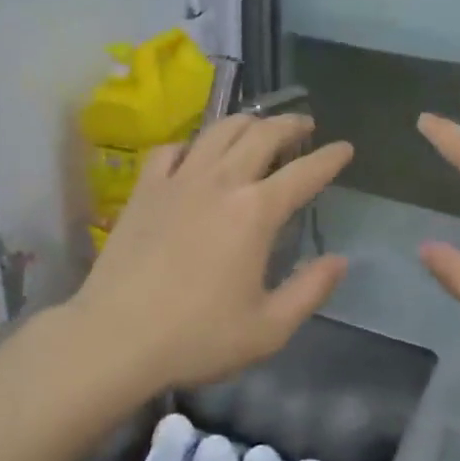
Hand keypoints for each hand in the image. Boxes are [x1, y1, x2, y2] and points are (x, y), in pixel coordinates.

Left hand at [72, 114, 353, 391]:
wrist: (114, 339)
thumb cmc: (197, 337)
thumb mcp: (268, 329)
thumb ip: (310, 291)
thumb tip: (340, 261)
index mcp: (256, 212)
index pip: (305, 173)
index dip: (330, 158)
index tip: (345, 148)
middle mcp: (221, 182)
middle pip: (262, 135)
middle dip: (290, 124)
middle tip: (305, 125)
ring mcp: (179, 180)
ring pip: (219, 131)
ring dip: (246, 121)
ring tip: (259, 125)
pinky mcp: (145, 189)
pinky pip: (171, 149)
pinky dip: (191, 144)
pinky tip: (195, 152)